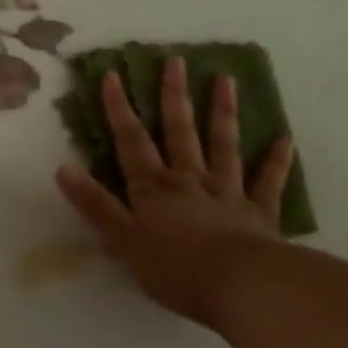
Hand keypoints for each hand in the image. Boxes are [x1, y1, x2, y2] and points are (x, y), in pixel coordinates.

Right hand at [55, 57, 293, 327]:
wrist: (240, 286)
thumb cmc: (175, 268)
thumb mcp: (123, 240)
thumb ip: (95, 205)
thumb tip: (63, 168)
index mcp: (154, 188)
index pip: (131, 142)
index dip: (120, 109)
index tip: (113, 75)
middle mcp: (189, 180)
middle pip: (180, 132)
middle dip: (174, 96)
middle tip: (176, 60)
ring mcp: (227, 192)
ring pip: (224, 145)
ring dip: (223, 112)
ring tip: (226, 79)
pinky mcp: (259, 213)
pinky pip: (268, 182)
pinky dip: (276, 160)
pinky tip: (284, 138)